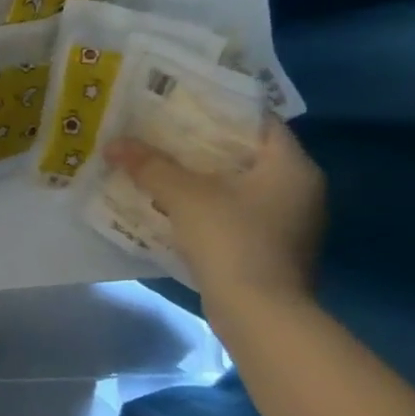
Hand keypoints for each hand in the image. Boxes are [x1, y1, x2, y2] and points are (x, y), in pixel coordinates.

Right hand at [104, 117, 326, 306]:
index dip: (220, 107)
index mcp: (291, 167)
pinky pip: (237, 211)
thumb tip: (113, 144)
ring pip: (240, 184)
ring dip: (203, 175)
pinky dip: (209, 202)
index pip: (258, 121)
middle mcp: (300, 189)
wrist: (259, 314)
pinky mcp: (274, 248)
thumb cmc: (231, 239)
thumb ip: (149, 165)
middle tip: (161, 128)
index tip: (182, 101)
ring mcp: (290, 222)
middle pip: (246, 152)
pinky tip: (173, 201)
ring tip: (159, 161)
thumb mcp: (183, 194)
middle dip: (203, 142)